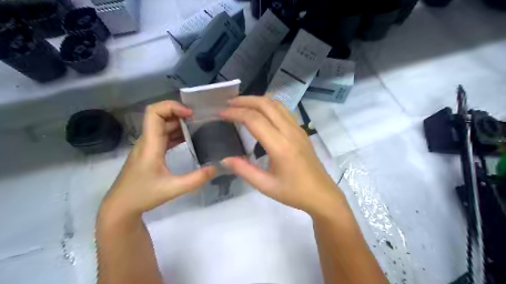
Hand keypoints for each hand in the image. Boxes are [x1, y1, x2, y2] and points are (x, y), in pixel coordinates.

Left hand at [102, 101, 215, 216]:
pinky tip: (189, 139)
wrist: (121, 206)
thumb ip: (196, 179)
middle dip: (180, 113)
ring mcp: (147, 146)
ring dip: (179, 123)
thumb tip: (216, 168)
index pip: (154, 112)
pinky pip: (163, 136)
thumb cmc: (143, 195)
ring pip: (162, 125)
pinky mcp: (150, 152)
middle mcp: (147, 140)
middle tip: (200, 120)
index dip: (172, 106)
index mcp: (150, 144)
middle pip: (160, 116)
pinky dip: (176, 133)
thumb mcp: (173, 189)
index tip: (190, 114)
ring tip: (198, 127)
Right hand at [220, 95, 346, 217]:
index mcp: (280, 146)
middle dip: (245, 100)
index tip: (221, 114)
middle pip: (266, 104)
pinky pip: (284, 110)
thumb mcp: (265, 185)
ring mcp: (298, 129)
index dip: (236, 113)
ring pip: (276, 104)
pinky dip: (268, 106)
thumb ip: (244, 170)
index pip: (254, 120)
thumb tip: (224, 159)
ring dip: (257, 100)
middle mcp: (290, 132)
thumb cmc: (293, 192)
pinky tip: (261, 113)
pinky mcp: (301, 130)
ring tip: (242, 105)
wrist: (321, 194)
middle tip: (229, 104)